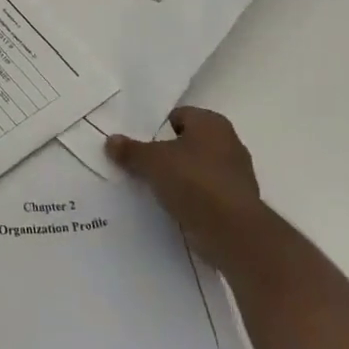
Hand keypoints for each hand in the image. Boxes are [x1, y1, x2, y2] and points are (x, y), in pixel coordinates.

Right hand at [106, 106, 262, 267]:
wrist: (234, 232)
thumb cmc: (194, 181)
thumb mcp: (152, 162)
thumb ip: (131, 150)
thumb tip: (111, 140)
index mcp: (212, 123)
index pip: (179, 116)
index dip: (157, 128)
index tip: (139, 144)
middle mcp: (229, 143)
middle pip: (188, 143)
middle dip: (168, 154)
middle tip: (142, 166)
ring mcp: (237, 175)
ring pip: (198, 170)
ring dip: (180, 179)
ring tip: (153, 190)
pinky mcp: (238, 204)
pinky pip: (207, 194)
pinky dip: (192, 200)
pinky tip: (173, 209)